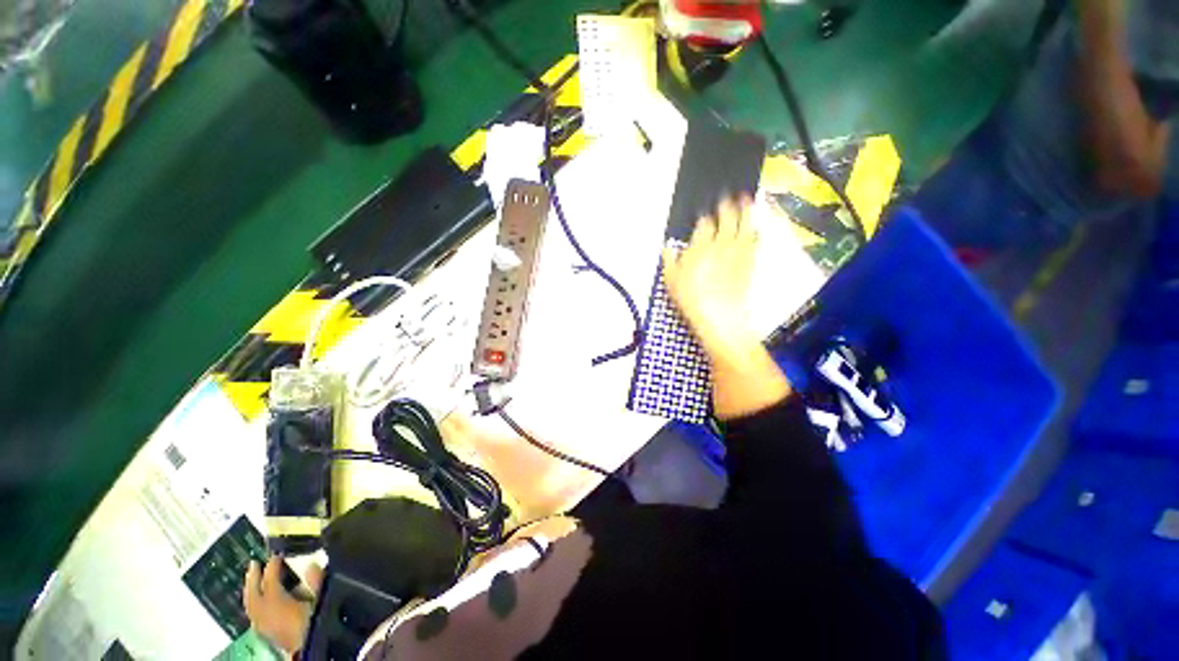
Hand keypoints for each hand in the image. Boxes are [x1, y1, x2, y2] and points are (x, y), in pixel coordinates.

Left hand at [243, 559, 323, 653]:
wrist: (314, 649)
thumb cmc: (319, 621)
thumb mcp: (322, 600)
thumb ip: (317, 583)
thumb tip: (311, 566)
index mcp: (278, 605)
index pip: (270, 583)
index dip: (272, 568)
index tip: (277, 555)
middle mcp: (266, 617)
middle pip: (254, 596)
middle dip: (253, 580)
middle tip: (253, 563)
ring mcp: (265, 628)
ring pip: (251, 608)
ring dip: (251, 592)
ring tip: (253, 579)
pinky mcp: (269, 636)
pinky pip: (255, 617)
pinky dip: (255, 606)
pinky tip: (259, 604)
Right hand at [661, 195, 759, 355]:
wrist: (719, 315)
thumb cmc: (691, 298)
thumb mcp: (671, 281)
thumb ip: (669, 260)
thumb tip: (667, 247)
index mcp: (700, 247)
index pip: (704, 225)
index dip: (705, 217)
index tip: (705, 213)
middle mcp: (721, 245)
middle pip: (727, 219)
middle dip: (728, 206)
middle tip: (731, 195)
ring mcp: (737, 253)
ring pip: (743, 226)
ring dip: (746, 211)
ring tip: (748, 200)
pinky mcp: (748, 264)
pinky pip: (753, 243)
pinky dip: (755, 232)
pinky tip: (756, 227)